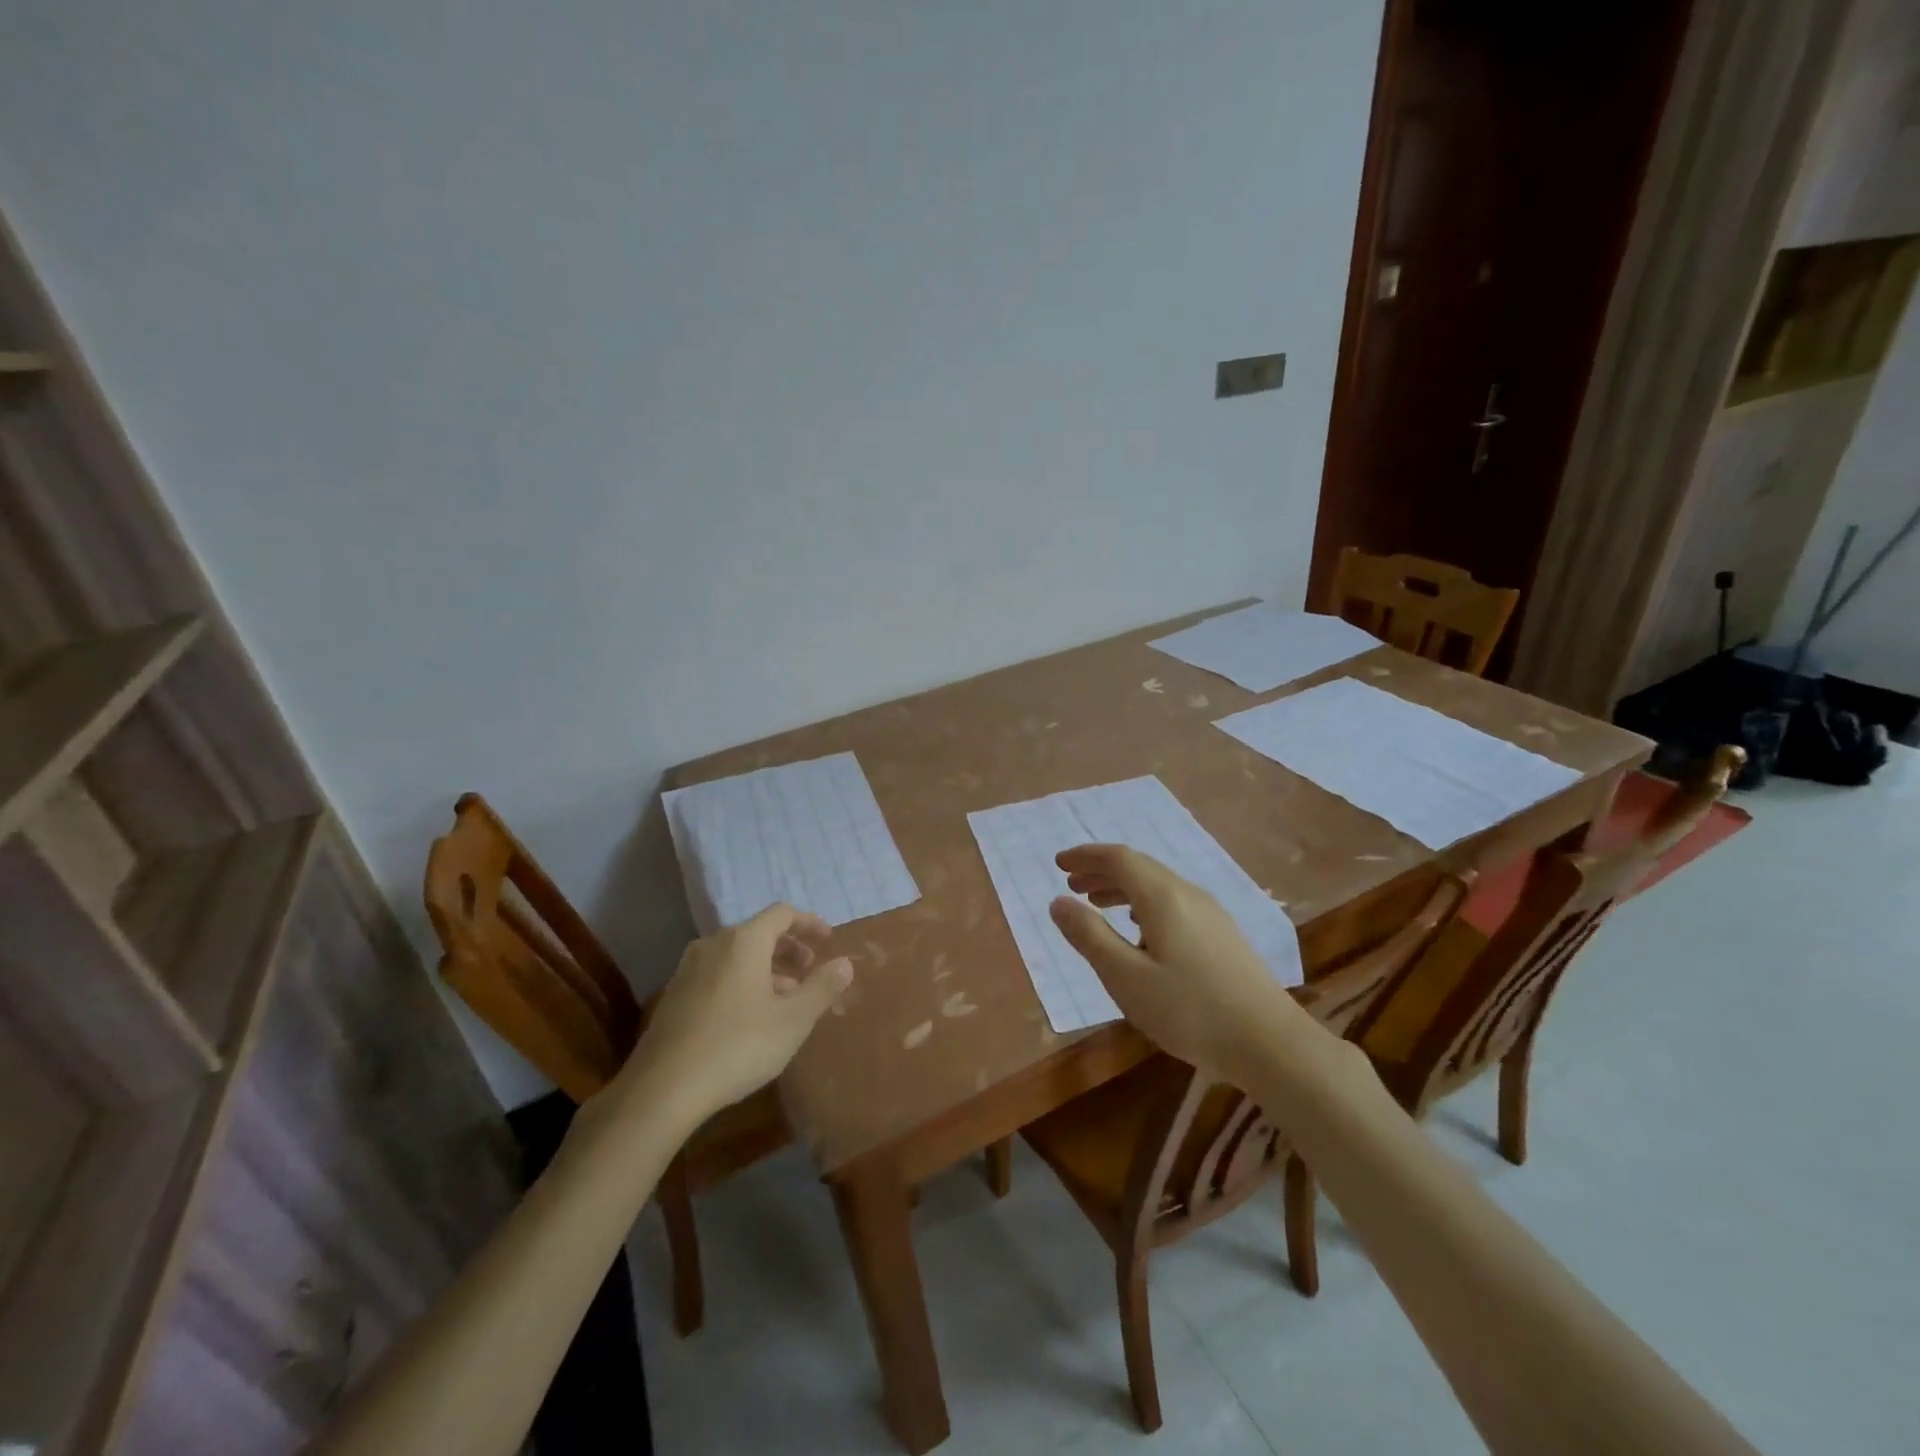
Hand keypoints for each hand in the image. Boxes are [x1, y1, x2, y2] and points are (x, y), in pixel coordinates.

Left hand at [614, 903, 852, 1125]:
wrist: (663, 1089)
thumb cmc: (738, 1046)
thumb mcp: (793, 1020)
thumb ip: (822, 987)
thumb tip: (845, 962)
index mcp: (744, 941)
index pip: (782, 914)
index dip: (809, 923)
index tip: (828, 940)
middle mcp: (714, 944)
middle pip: (759, 933)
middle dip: (789, 948)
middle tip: (809, 971)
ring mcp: (689, 969)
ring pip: (737, 955)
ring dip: (766, 968)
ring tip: (785, 998)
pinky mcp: (674, 995)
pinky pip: (718, 974)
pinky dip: (742, 981)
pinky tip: (750, 1016)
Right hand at [1050, 844, 1308, 1075]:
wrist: (1271, 1043)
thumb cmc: (1190, 1011)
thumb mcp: (1126, 978)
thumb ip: (1090, 937)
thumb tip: (1058, 901)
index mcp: (1162, 897)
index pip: (1118, 858)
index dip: (1086, 856)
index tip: (1058, 863)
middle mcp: (1188, 894)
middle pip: (1139, 867)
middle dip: (1101, 870)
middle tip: (1071, 884)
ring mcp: (1211, 914)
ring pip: (1158, 885)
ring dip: (1123, 888)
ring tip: (1098, 905)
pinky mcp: (1223, 935)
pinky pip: (1174, 902)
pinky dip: (1144, 903)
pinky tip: (1142, 930)